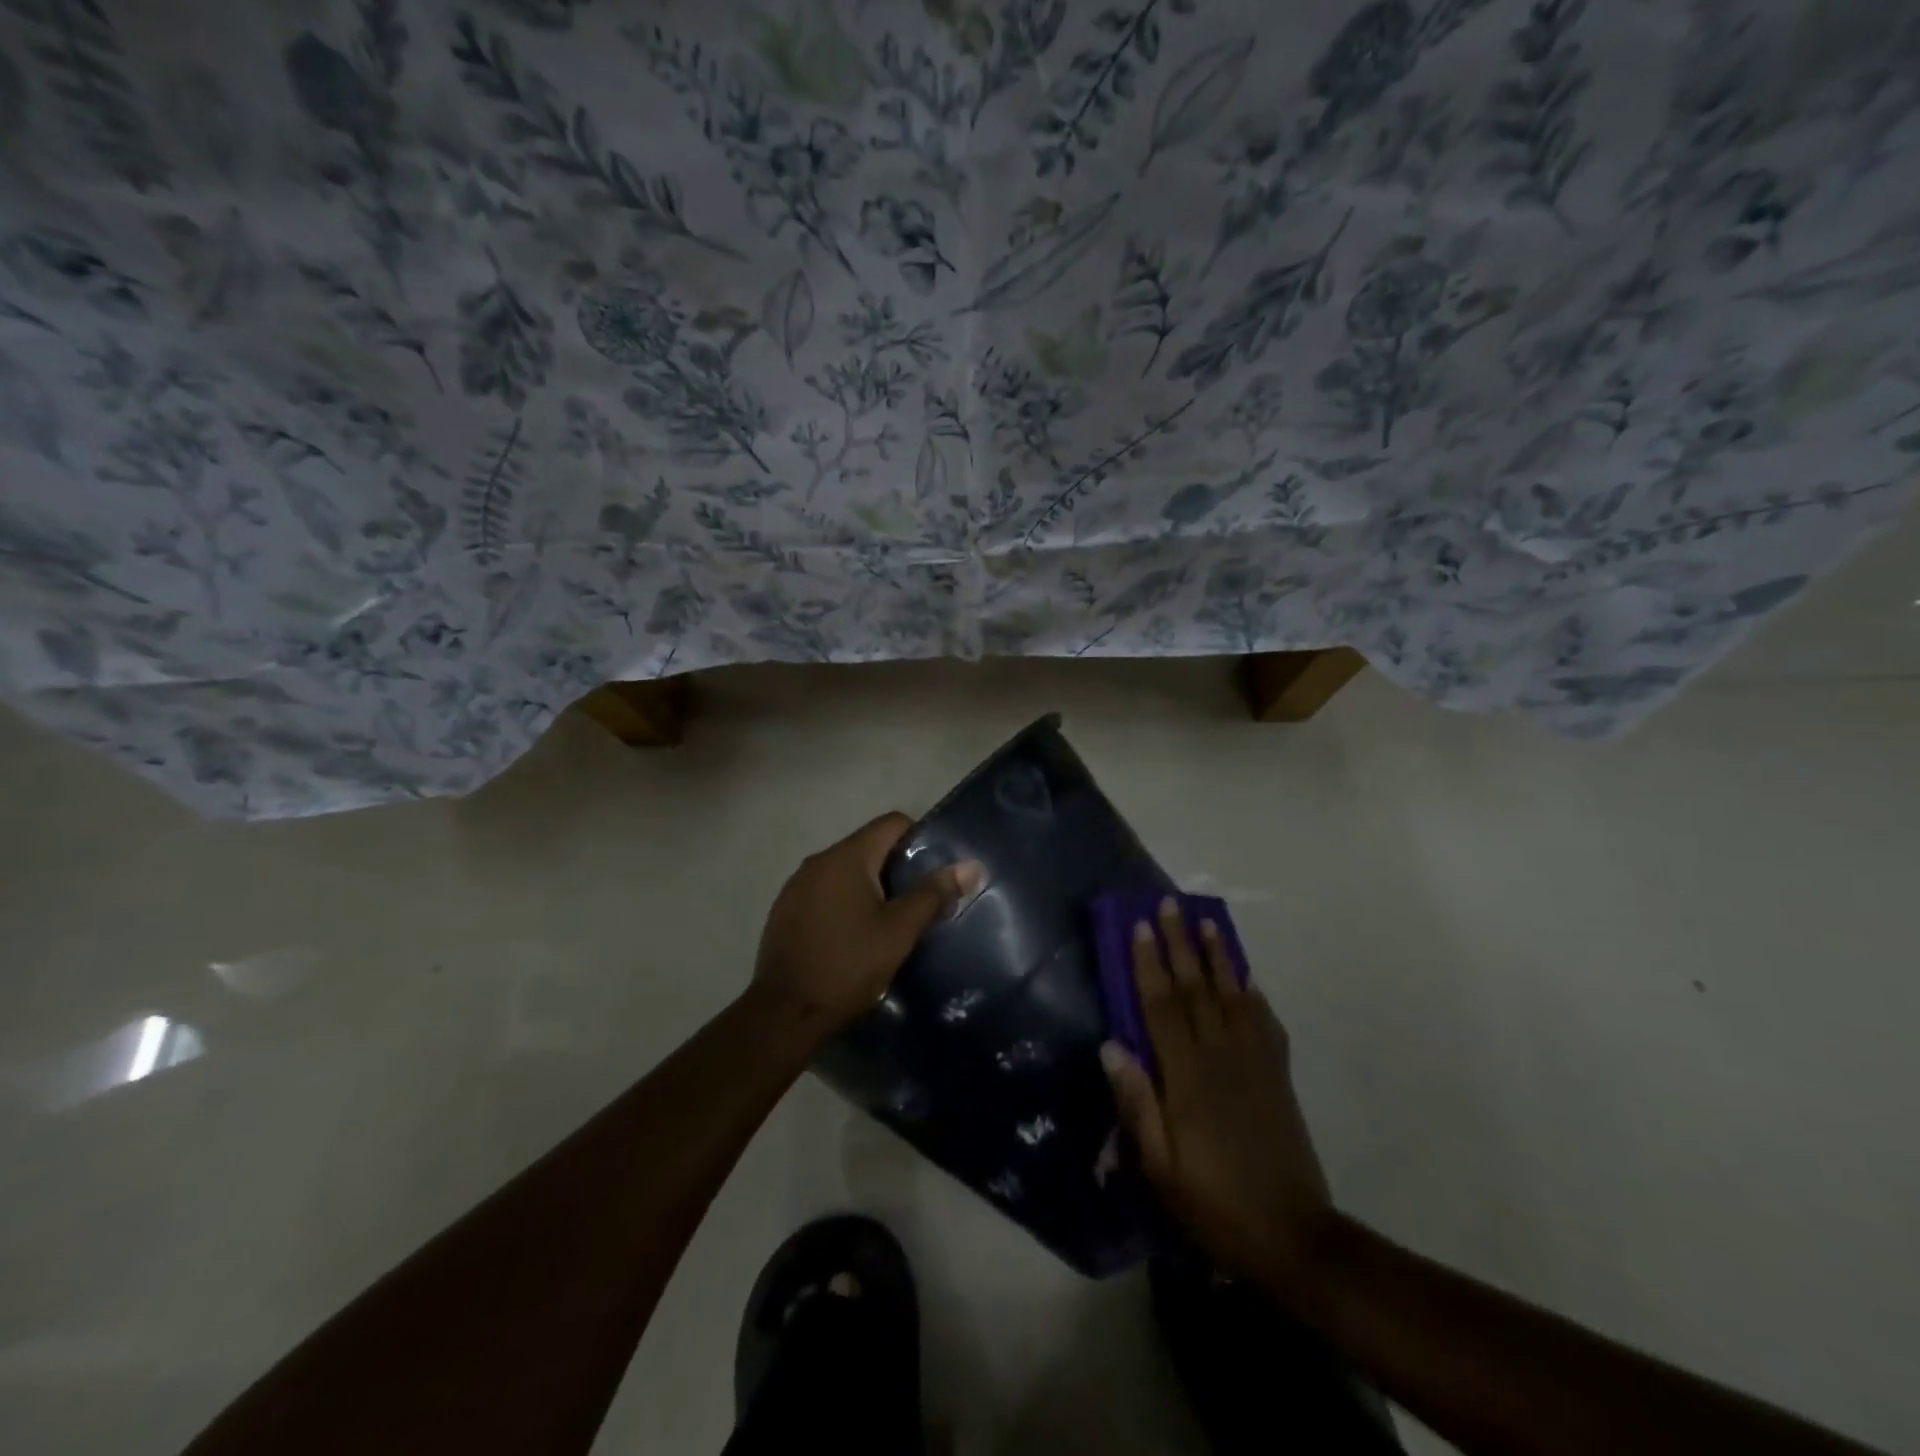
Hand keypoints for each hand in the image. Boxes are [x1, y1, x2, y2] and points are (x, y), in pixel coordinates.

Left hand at [753, 813, 982, 1038]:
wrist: (786, 1013)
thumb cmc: (849, 965)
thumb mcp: (900, 930)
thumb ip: (933, 893)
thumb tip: (971, 865)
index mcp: (847, 857)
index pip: (891, 823)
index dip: (919, 839)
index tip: (933, 871)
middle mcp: (818, 861)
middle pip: (868, 846)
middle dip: (895, 866)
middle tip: (918, 901)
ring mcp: (796, 885)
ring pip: (845, 870)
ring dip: (869, 886)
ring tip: (888, 920)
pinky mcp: (785, 910)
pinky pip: (824, 891)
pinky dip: (844, 901)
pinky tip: (853, 934)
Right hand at [1102, 898, 1334, 1301]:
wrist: (1294, 1238)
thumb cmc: (1214, 1204)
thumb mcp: (1160, 1168)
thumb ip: (1137, 1102)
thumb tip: (1111, 1044)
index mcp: (1187, 1077)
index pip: (1161, 1006)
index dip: (1148, 963)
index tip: (1139, 925)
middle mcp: (1221, 1057)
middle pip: (1196, 988)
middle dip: (1180, 942)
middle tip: (1170, 904)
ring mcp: (1254, 1064)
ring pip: (1233, 996)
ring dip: (1219, 956)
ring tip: (1208, 922)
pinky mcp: (1277, 1077)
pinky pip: (1264, 1023)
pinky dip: (1254, 995)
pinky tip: (1247, 978)